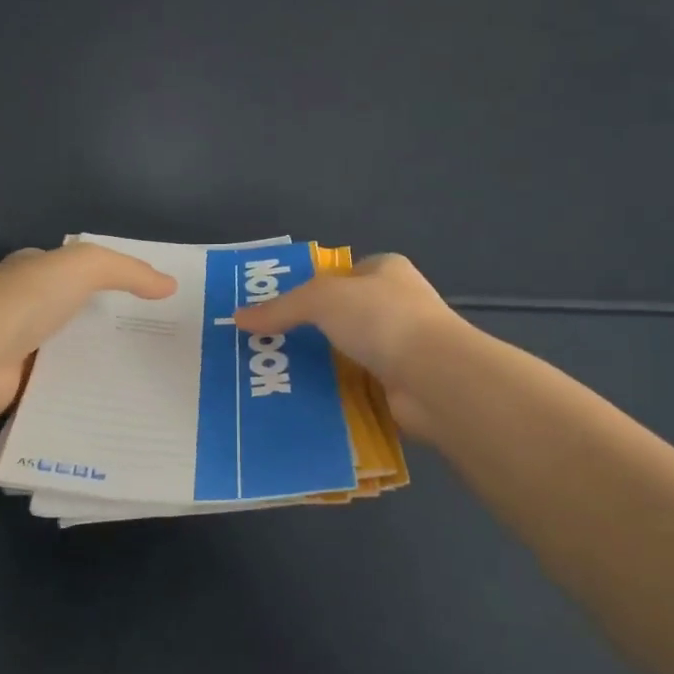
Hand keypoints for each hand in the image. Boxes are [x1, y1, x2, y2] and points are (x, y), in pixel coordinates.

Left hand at [0, 242, 176, 420]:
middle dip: (110, 323)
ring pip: (69, 349)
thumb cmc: (24, 301)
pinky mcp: (17, 384)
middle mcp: (23, 304)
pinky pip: (59, 384)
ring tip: (146, 373)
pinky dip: (82, 390)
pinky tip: (115, 399)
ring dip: (98, 359)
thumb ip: (127, 272)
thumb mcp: (83, 267)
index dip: (113, 278)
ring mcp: (17, 345)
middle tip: (157, 340)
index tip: (153, 298)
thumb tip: (170, 284)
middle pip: (75, 311)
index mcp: (32, 270)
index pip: (77, 270)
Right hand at [232, 253, 466, 438]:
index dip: (310, 288)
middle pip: (343, 316)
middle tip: (268, 347)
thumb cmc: (382, 319)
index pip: (342, 275)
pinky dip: (336, 394)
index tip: (277, 310)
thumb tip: (238, 317)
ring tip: (276, 378)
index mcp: (387, 271)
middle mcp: (398, 305)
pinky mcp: (401, 386)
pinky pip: (358, 387)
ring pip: (349, 354)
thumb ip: (281, 308)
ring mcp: (403, 347)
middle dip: (310, 331)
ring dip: (321, 366)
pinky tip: (305, 402)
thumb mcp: (321, 299)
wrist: (435, 377)